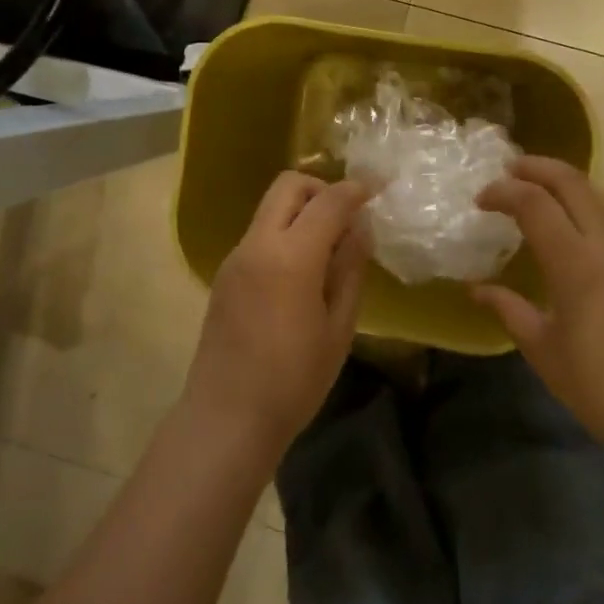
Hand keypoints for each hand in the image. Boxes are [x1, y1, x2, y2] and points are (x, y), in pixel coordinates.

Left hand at [182, 171, 371, 456]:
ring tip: (329, 249)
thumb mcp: (338, 328)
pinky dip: (285, 233)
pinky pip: (260, 235)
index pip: (328, 201)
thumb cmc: (294, 380)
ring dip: (301, 211)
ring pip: (271, 208)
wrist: (226, 418)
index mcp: (291, 256)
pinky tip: (302, 272)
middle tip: (348, 217)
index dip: (356, 189)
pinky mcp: (225, 275)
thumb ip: (349, 270)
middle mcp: (257, 244)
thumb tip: (359, 230)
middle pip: (288, 186)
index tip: (378, 188)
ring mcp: (235, 258)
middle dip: (322, 188)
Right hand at [475, 156, 603, 457]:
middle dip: (538, 168)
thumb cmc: (599, 385)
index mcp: (576, 263)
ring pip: (598, 194)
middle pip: (573, 183)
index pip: (535, 204)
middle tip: (507, 170)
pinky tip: (567, 221)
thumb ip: (508, 309)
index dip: (504, 192)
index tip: (479, 201)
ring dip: (564, 180)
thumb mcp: (542, 349)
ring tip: (535, 186)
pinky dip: (583, 202)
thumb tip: (476, 289)